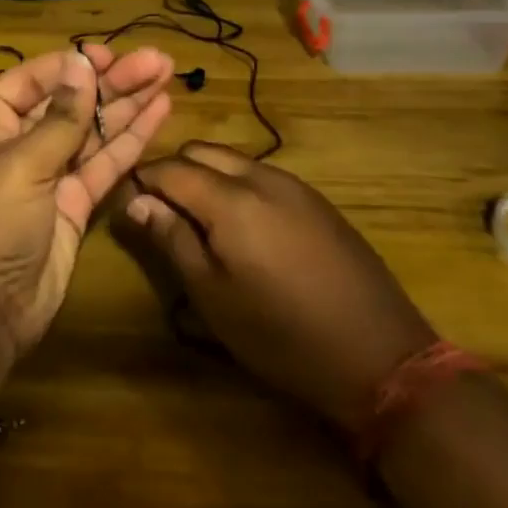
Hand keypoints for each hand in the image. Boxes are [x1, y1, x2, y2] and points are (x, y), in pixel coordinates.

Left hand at [0, 44, 174, 355]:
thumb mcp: (20, 164)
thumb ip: (60, 118)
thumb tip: (80, 65)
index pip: (30, 81)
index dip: (70, 66)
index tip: (109, 55)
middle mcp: (16, 145)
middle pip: (68, 104)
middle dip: (111, 82)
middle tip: (157, 61)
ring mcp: (47, 177)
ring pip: (92, 132)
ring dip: (127, 106)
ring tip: (167, 76)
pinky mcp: (73, 206)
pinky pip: (103, 166)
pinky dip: (129, 143)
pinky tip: (158, 115)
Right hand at [124, 142, 436, 426]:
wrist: (380, 355)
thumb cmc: (281, 335)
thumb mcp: (213, 296)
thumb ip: (172, 239)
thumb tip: (135, 201)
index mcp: (231, 199)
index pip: (170, 167)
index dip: (142, 180)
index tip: (127, 204)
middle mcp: (262, 177)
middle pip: (202, 151)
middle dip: (173, 171)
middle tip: (161, 214)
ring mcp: (295, 186)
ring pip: (234, 159)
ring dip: (206, 177)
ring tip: (198, 222)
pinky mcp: (317, 201)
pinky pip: (263, 175)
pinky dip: (237, 186)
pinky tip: (242, 228)